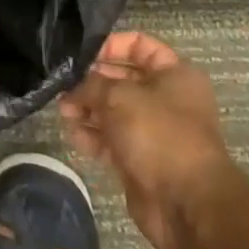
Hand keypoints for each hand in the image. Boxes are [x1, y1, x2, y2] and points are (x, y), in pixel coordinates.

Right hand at [59, 32, 236, 248]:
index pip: (139, 45)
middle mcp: (166, 99)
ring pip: (113, 110)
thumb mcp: (119, 96)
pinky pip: (111, 139)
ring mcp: (153, 130)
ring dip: (87, 108)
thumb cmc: (158, 135)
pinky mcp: (140, 158)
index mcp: (174, 75)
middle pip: (122, 78)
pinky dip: (93, 135)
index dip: (110, 45)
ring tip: (64, 111)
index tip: (81, 54)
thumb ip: (91, 83)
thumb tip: (73, 86)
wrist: (186, 204)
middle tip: (63, 84)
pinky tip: (74, 135)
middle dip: (91, 80)